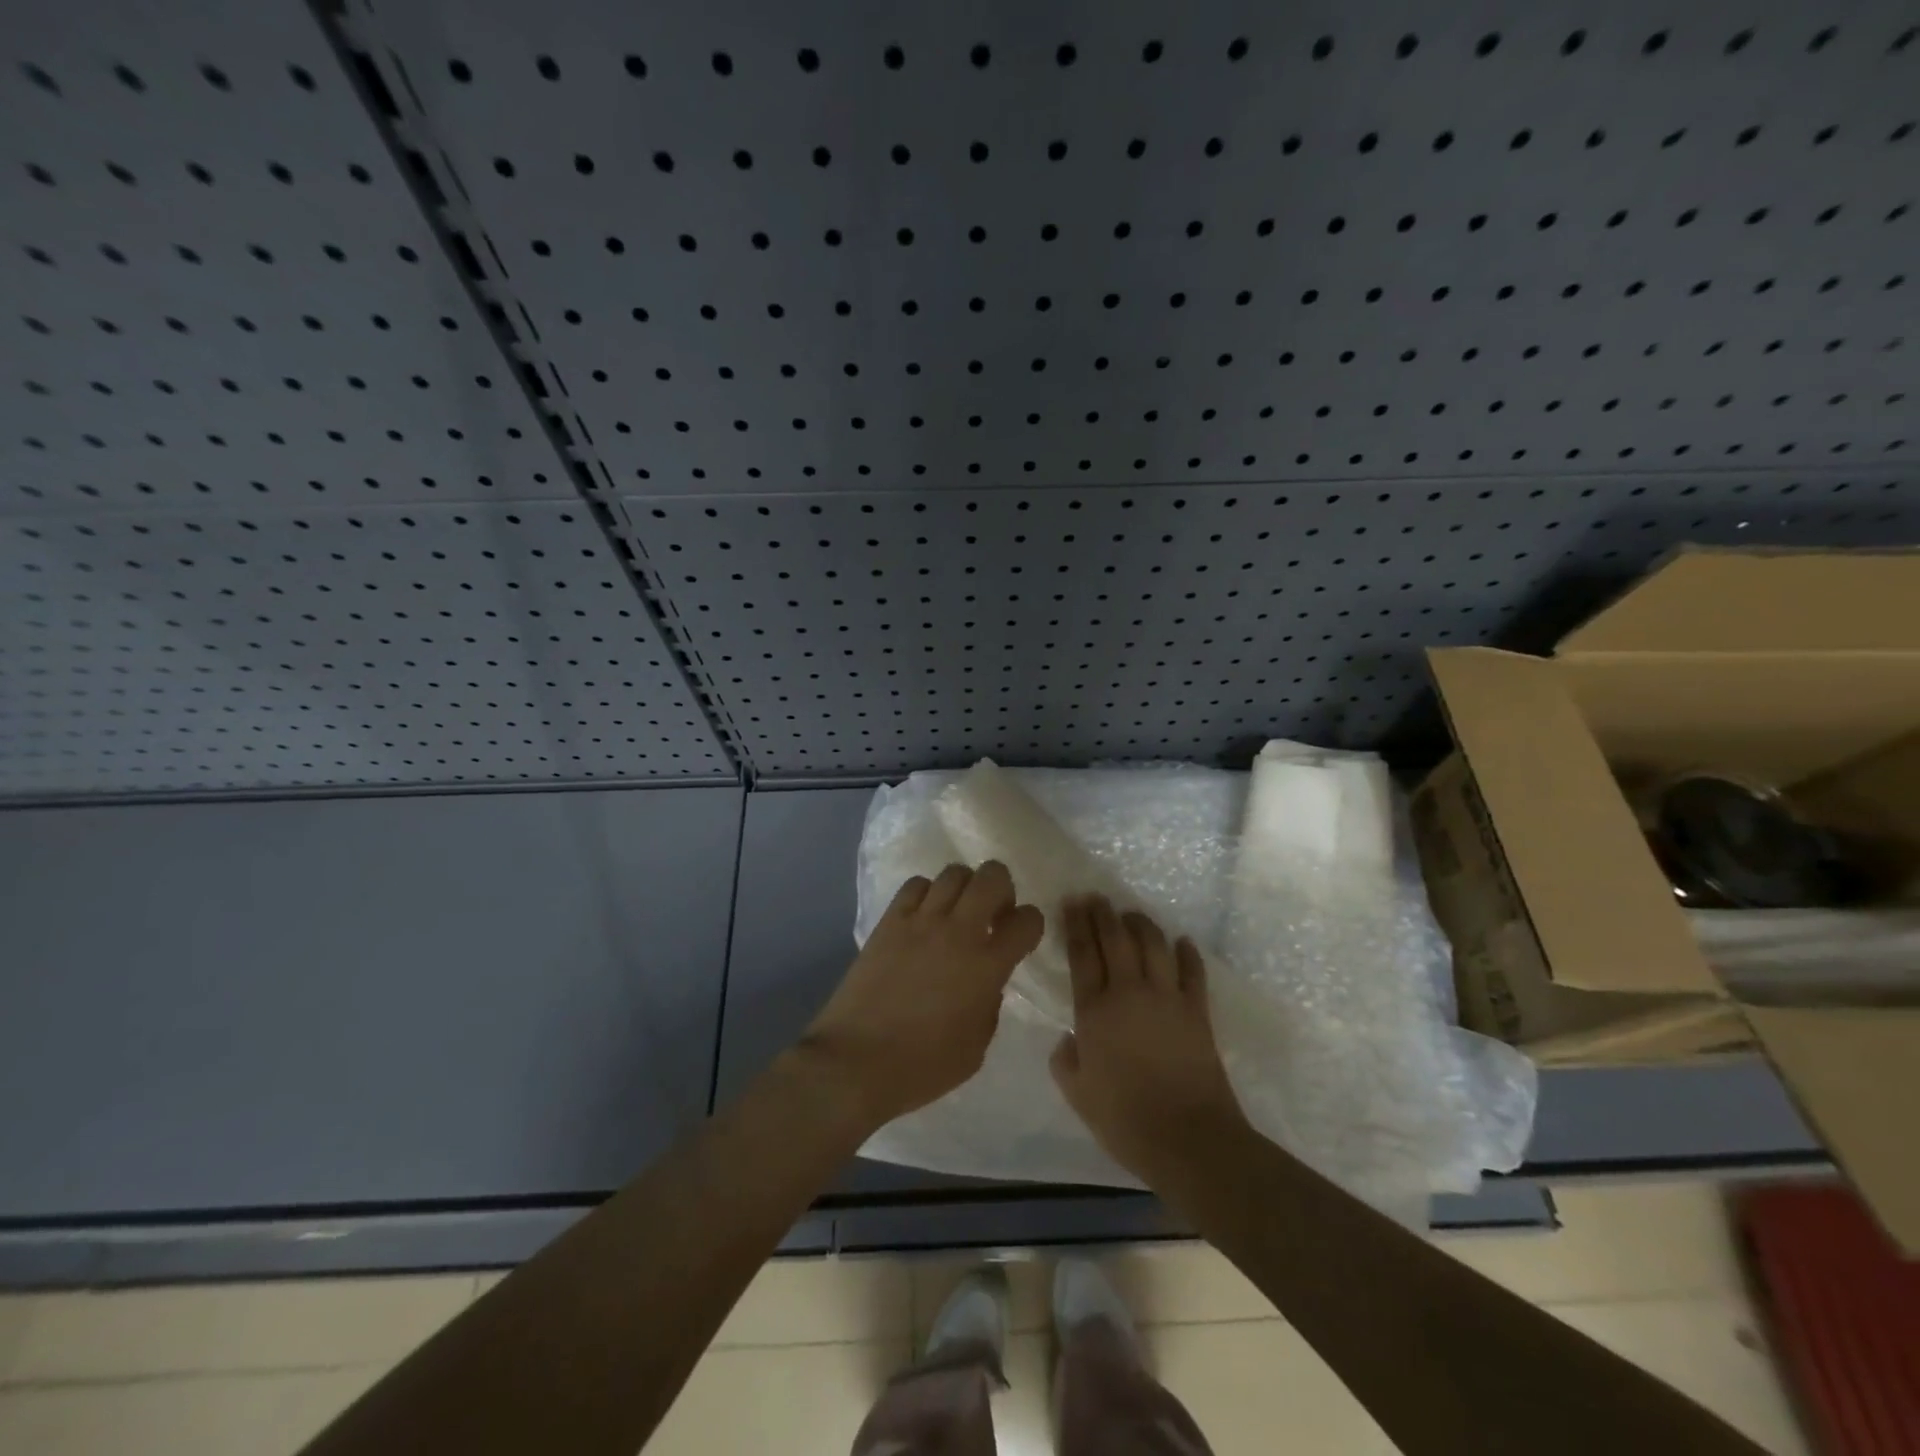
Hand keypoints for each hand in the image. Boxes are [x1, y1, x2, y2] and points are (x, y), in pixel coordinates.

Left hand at [800, 862, 1043, 1127]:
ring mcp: (921, 921)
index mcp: (987, 966)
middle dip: (1002, 889)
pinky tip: (924, 916)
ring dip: (965, 888)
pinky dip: (928, 893)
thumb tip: (987, 981)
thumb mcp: (976, 1047)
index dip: (1031, 924)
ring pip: (954, 873)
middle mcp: (958, 932)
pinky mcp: (889, 921)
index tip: (1021, 937)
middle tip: (993, 914)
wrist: (856, 1062)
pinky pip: (916, 885)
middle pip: (993, 876)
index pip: (1027, 920)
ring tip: (958, 912)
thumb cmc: (922, 1066)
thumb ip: (990, 1004)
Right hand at [1050, 895, 1249, 1186]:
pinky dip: (1187, 953)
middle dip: (1103, 913)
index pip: (1082, 954)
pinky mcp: (1197, 1010)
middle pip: (1115, 939)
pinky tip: (1182, 942)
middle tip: (1096, 897)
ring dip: (1141, 924)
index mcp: (1094, 1011)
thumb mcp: (1078, 1094)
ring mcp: (1167, 997)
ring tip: (1131, 914)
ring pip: (1153, 944)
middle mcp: (1129, 992)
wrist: (1188, 1138)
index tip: (1072, 901)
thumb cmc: (1124, 1119)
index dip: (1076, 924)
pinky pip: (1192, 971)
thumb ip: (1065, 1060)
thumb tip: (1068, 1039)